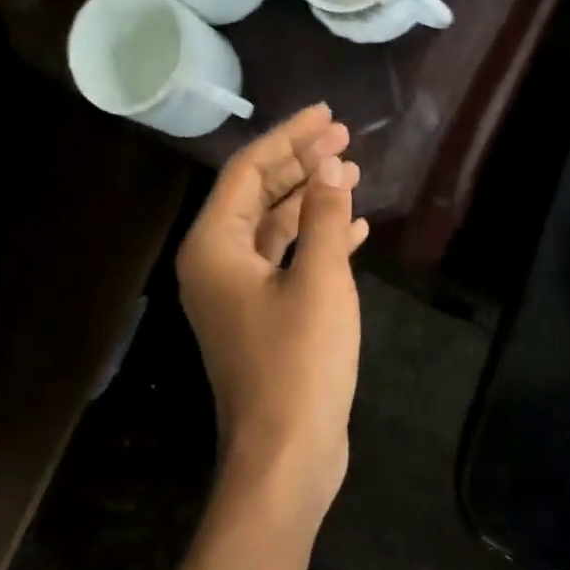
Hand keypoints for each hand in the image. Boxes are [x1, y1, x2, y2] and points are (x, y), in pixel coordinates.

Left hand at [177, 104, 367, 517]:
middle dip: (301, 164)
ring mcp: (239, 296)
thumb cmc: (299, 363)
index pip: (247, 172)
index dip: (289, 138)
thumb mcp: (320, 280)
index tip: (328, 116)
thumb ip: (325, 217)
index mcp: (213, 248)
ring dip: (312, 201)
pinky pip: (288, 264)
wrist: (287, 454)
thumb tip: (330, 164)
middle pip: (257, 196)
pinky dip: (318, 243)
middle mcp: (216, 265)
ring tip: (353, 174)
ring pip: (274, 230)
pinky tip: (355, 229)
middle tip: (344, 139)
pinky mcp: (264, 320)